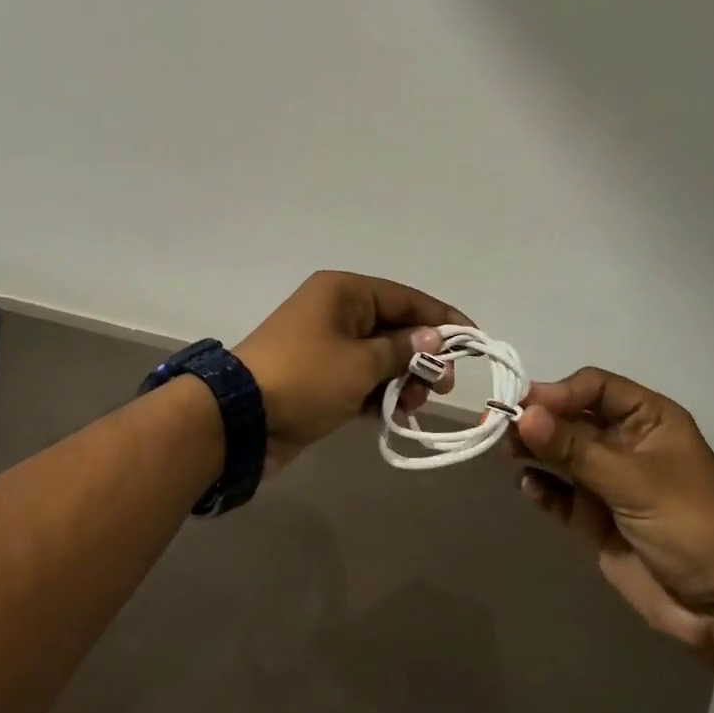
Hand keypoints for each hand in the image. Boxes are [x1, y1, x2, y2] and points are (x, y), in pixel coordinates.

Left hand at [235, 271, 466, 471]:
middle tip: (441, 386)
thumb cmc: (306, 378)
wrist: (240, 420)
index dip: (442, 318)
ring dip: (403, 379)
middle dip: (422, 356)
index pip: (406, 297)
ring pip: (381, 356)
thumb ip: (402, 350)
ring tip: (415, 404)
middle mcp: (337, 311)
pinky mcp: (321, 377)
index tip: (473, 341)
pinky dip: (381, 393)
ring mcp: (327, 345)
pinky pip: (362, 378)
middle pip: (395, 327)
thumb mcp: (360, 363)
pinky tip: (398, 413)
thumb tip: (435, 339)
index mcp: (345, 292)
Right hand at [514, 368, 713, 678]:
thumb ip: (575, 449)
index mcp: (647, 418)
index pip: (594, 387)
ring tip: (506, 452)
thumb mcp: (634, 480)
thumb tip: (523, 414)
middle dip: (540, 420)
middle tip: (502, 426)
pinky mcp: (596, 519)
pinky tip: (528, 487)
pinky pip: (561, 494)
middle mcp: (625, 442)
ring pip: (561, 454)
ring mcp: (609, 481)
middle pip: (572, 417)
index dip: (559, 391)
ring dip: (535, 450)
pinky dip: (542, 488)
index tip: (524, 405)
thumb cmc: (692, 524)